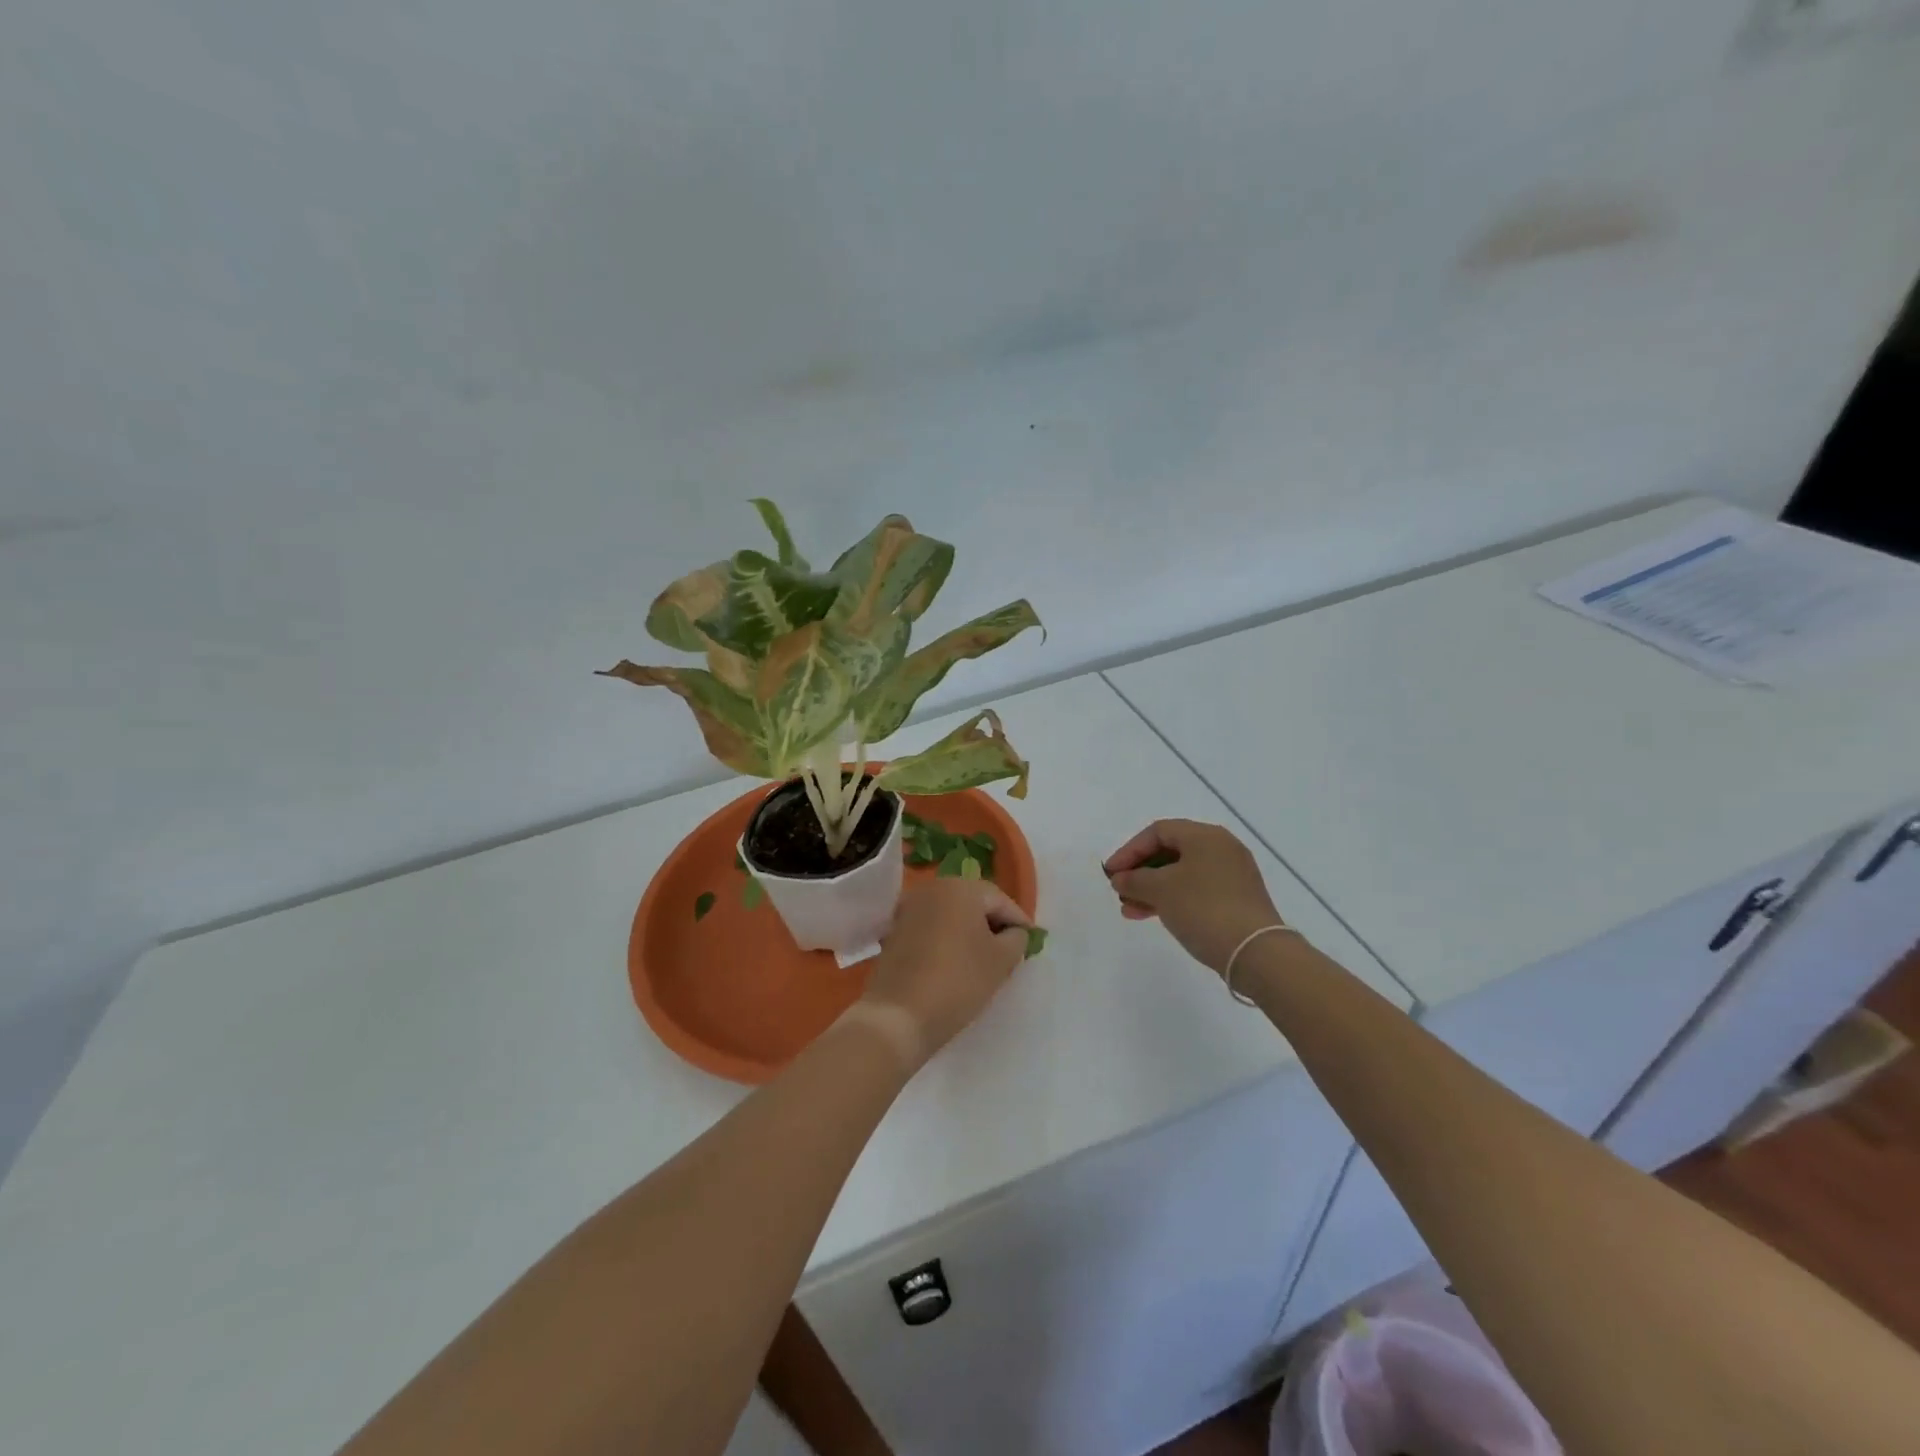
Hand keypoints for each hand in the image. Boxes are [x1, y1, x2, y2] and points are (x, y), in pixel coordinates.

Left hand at [860, 879, 1031, 1066]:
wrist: (900, 1015)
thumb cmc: (959, 981)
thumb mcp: (1002, 960)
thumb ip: (1016, 939)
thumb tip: (1013, 932)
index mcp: (960, 888)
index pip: (1000, 900)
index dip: (1018, 921)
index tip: (1030, 943)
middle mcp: (932, 889)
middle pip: (973, 902)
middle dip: (993, 924)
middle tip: (1009, 951)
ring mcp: (909, 908)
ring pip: (951, 915)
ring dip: (968, 932)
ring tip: (983, 960)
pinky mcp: (895, 930)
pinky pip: (931, 928)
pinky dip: (946, 940)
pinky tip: (954, 963)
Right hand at [1103, 819, 1285, 974]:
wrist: (1255, 952)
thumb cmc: (1203, 909)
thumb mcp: (1161, 890)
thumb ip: (1134, 879)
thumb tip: (1120, 878)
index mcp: (1205, 836)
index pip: (1158, 831)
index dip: (1129, 850)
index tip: (1111, 873)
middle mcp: (1221, 848)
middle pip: (1170, 852)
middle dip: (1140, 872)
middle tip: (1119, 891)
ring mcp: (1232, 875)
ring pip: (1182, 874)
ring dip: (1152, 889)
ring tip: (1130, 910)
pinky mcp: (1237, 899)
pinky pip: (1196, 890)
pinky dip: (1172, 899)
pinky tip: (1153, 916)